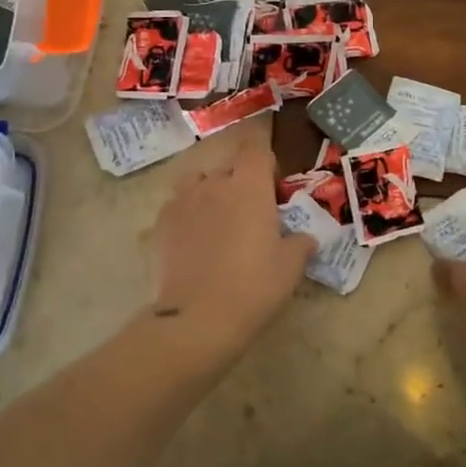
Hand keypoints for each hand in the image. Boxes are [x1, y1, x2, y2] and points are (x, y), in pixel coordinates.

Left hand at [150, 147, 315, 351]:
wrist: (198, 318)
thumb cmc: (254, 286)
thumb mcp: (291, 267)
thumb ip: (300, 244)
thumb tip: (304, 238)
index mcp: (249, 185)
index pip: (256, 148)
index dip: (265, 159)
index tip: (272, 181)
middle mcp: (213, 183)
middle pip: (228, 166)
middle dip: (240, 181)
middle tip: (251, 211)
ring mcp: (182, 201)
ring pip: (197, 182)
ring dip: (209, 192)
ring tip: (218, 220)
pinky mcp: (160, 224)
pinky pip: (177, 207)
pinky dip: (187, 215)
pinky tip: (193, 241)